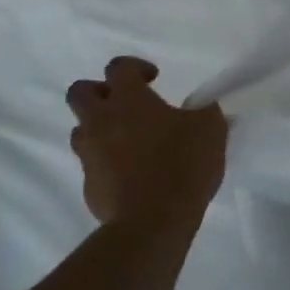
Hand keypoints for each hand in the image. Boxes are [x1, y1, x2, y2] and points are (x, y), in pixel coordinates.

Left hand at [66, 58, 227, 227]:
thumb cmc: (183, 164)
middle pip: (80, 92)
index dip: (134, 67)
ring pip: (80, 130)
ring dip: (98, 128)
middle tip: (124, 104)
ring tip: (126, 141)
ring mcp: (90, 155)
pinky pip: (91, 165)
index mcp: (128, 99)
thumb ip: (203, 111)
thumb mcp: (210, 128)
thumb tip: (201, 108)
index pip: (118, 67)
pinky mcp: (89, 187)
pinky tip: (130, 174)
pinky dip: (106, 163)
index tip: (153, 79)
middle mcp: (101, 121)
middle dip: (99, 92)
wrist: (153, 222)